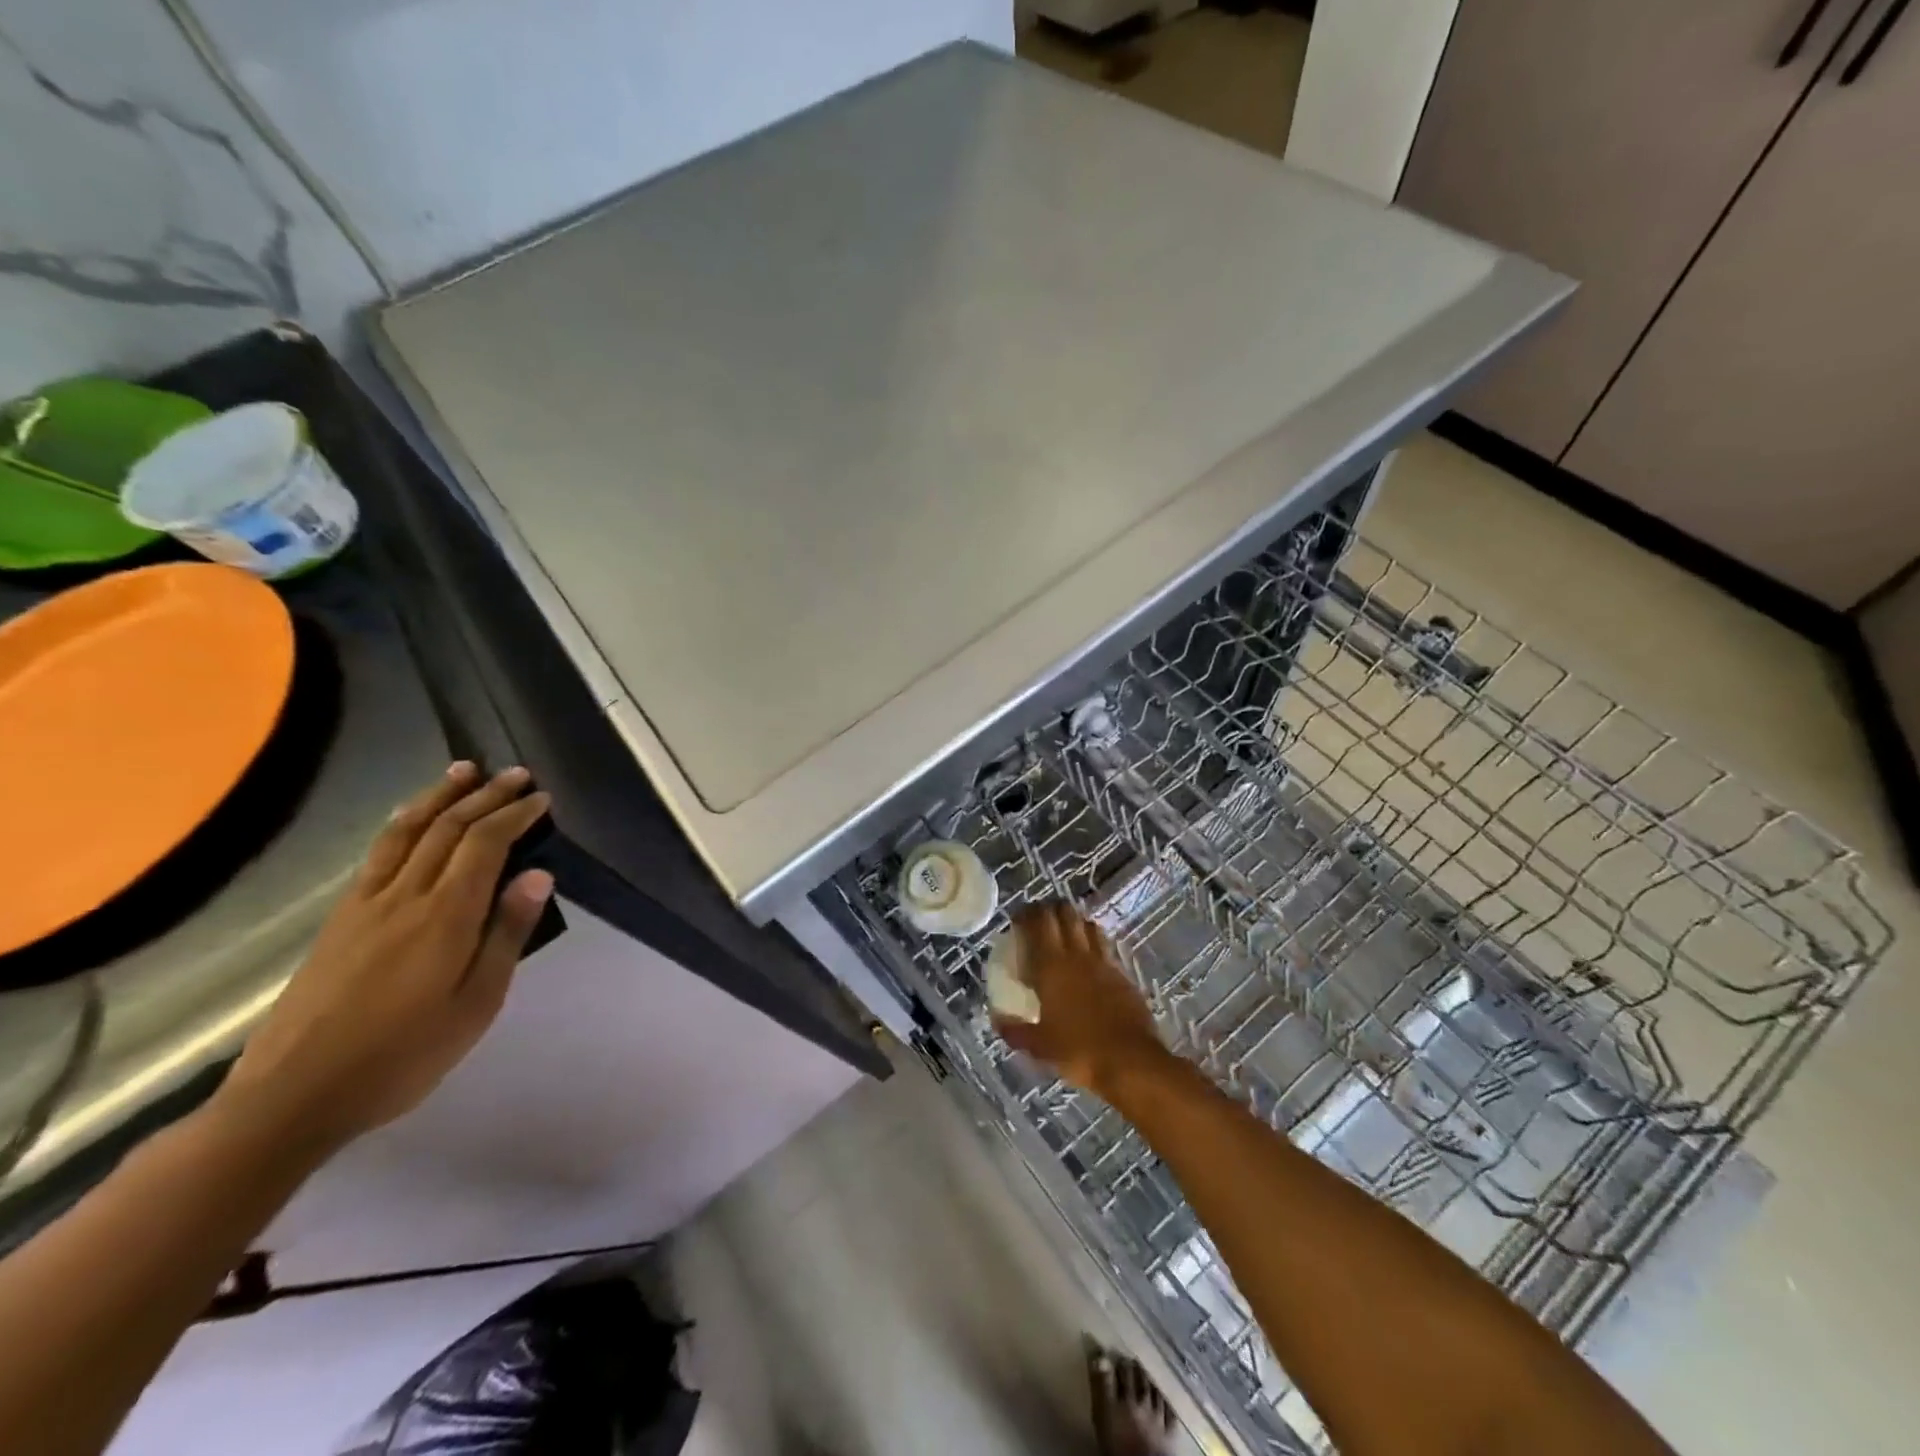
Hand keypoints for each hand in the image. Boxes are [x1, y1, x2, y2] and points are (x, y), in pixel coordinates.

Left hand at [216, 762, 553, 1152]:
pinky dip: (403, 823)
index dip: (515, 814)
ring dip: (439, 796)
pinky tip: (411, 818)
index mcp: (445, 916)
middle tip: (516, 774)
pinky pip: (377, 853)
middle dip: (486, 795)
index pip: (485, 844)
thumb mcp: (476, 1003)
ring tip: (464, 771)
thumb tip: (538, 875)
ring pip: (407, 831)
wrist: (292, 1096)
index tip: (542, 798)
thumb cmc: (403, 1055)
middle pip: (448, 828)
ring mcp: (366, 904)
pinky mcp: (340, 919)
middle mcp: (405, 895)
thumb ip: (507, 934)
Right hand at [992, 901, 1171, 1099]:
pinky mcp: (1123, 973)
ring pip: (1087, 924)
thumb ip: (1015, 1031)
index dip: (1026, 914)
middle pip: (1064, 913)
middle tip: (1039, 921)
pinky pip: (1105, 946)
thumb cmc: (1078, 1051)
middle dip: (1049, 910)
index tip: (1017, 919)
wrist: (1130, 1061)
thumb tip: (997, 1021)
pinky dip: (1094, 943)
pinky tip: (1090, 958)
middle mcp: (1077, 955)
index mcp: (1051, 966)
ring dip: (1074, 922)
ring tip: (1065, 933)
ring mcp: (1103, 962)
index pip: (1037, 922)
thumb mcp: (1039, 1046)